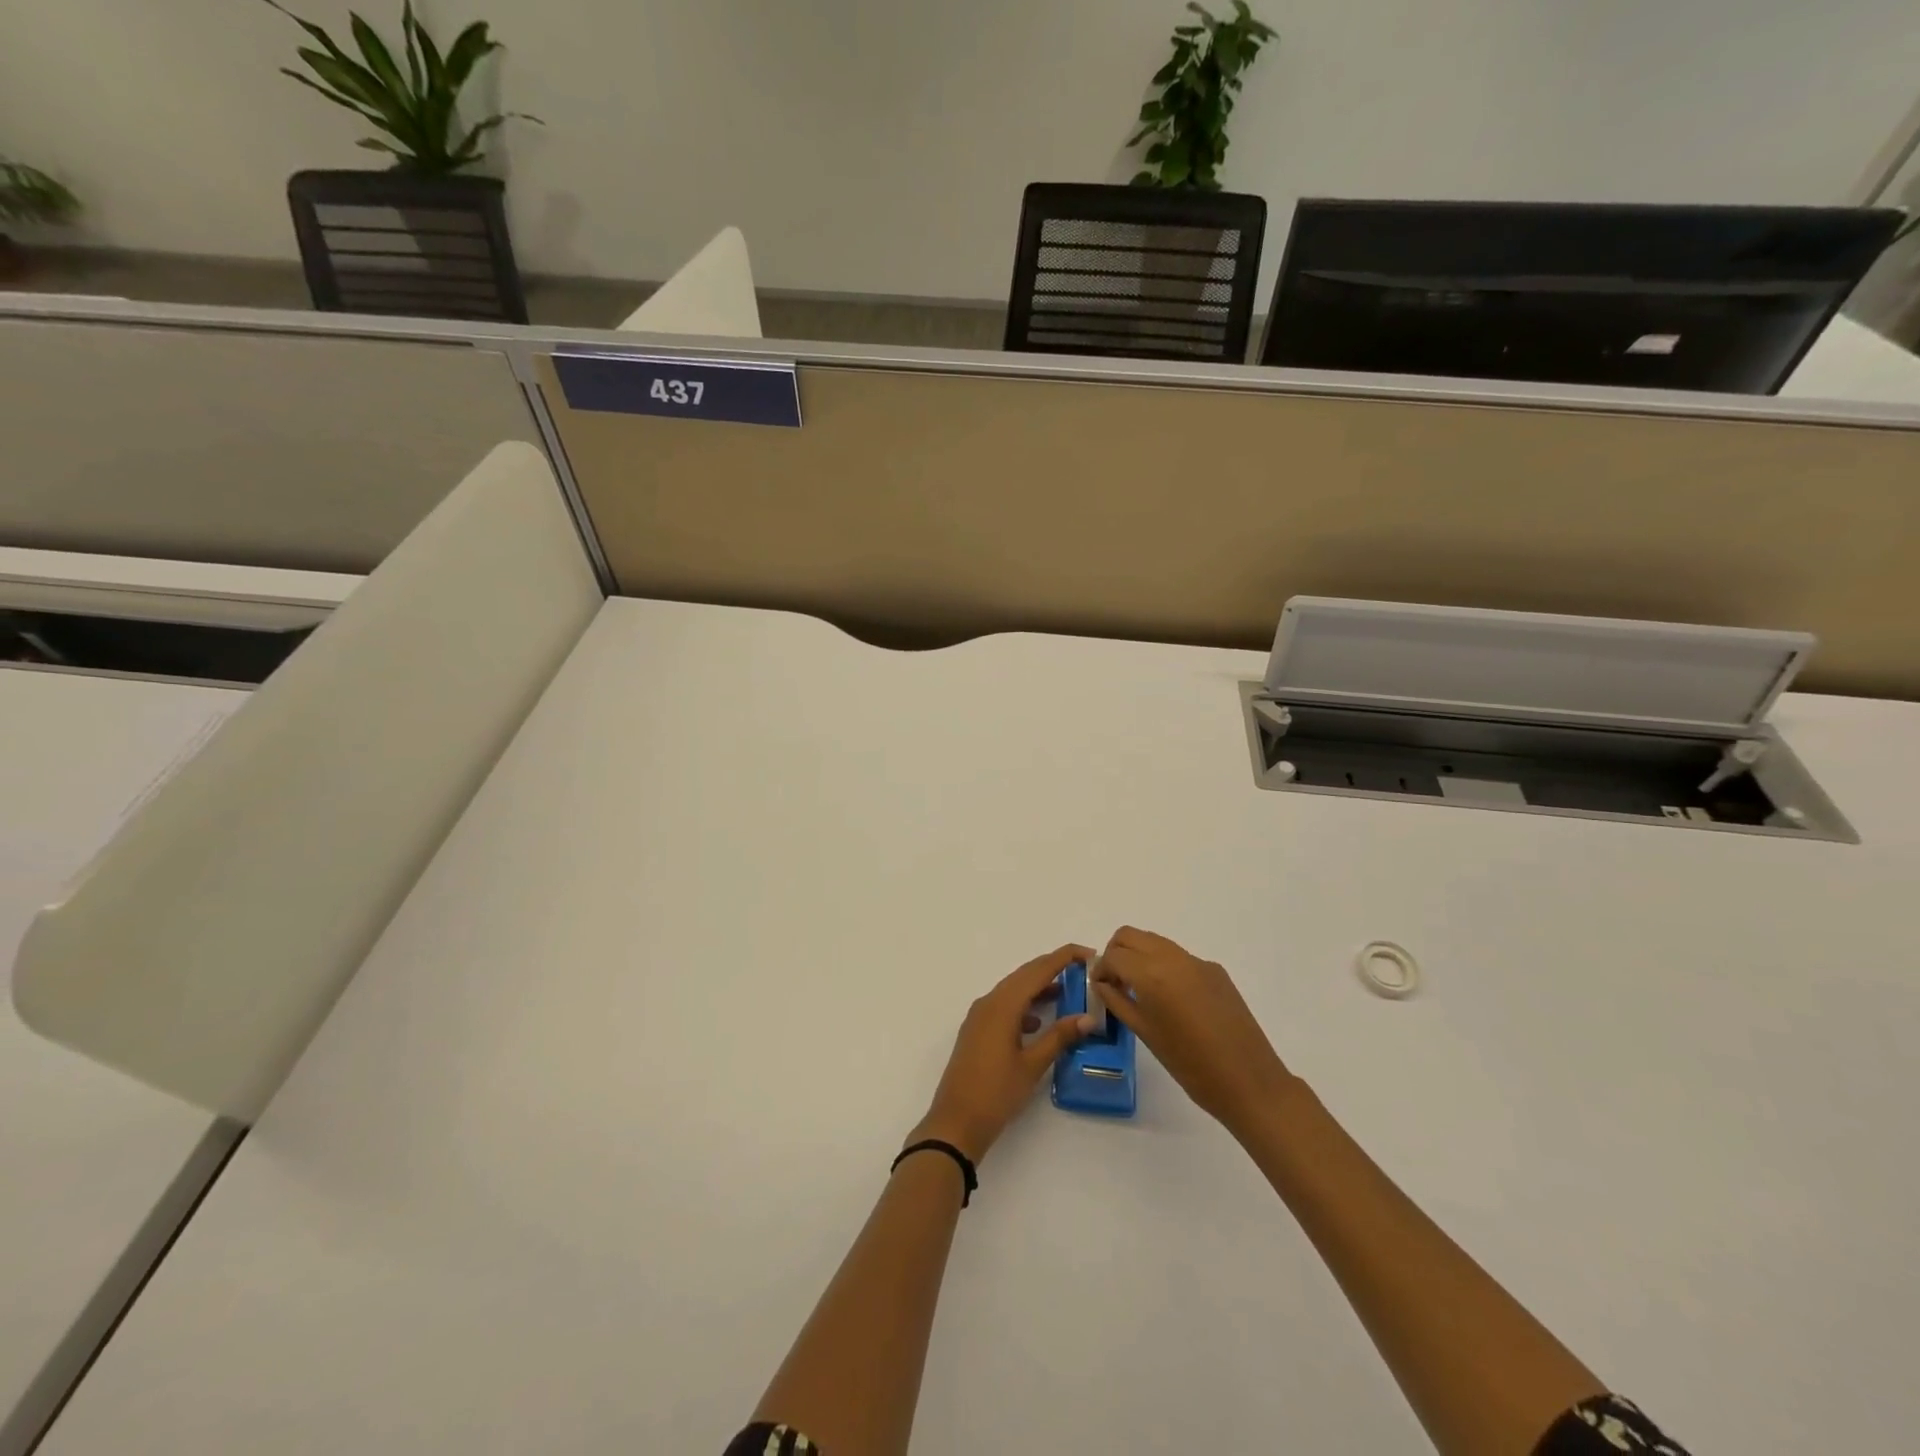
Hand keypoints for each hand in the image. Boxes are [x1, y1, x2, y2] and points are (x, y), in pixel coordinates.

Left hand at [910, 944, 1096, 1163]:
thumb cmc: (996, 1093)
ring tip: (1067, 993)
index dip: (1063, 957)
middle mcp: (989, 1002)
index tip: (1089, 953)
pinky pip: (1004, 1005)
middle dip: (1053, 968)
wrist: (956, 1122)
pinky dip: (1024, 1005)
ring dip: (1038, 987)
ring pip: (1013, 990)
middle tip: (1083, 970)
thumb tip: (1088, 1017)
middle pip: (1024, 975)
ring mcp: (979, 1016)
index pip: (1038, 970)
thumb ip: (1059, 1037)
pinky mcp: (977, 1030)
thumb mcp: (1032, 1065)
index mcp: (1003, 1005)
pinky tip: (1038, 1022)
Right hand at [1093, 926, 1296, 1138]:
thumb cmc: (1191, 1065)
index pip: (1113, 955)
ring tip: (1140, 990)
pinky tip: (1172, 1000)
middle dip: (1116, 953)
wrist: (1250, 1082)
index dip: (1101, 969)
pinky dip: (1164, 966)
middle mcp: (1173, 958)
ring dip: (1139, 956)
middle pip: (1131, 935)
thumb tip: (1102, 983)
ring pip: (1155, 942)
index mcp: (1152, 975)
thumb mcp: (1145, 1034)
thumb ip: (1118, 1002)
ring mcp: (1197, 962)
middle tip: (1116, 982)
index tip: (1100, 988)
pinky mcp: (1215, 971)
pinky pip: (1179, 957)